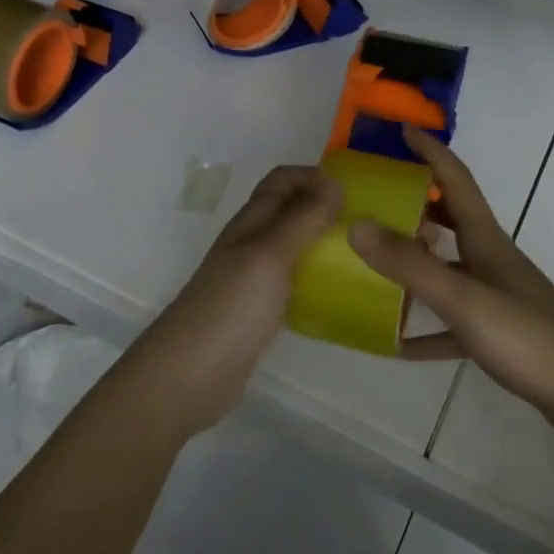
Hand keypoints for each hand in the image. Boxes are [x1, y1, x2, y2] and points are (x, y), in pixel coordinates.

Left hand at [135, 164, 341, 436]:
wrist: (187, 377)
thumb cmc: (230, 307)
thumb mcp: (269, 255)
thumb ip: (301, 219)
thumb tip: (334, 183)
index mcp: (251, 222)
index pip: (282, 180)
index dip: (313, 177)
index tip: (352, 193)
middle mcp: (251, 244)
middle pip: (289, 211)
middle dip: (324, 208)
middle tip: (366, 224)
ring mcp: (253, 279)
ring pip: (293, 246)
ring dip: (323, 243)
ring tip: (362, 256)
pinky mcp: (259, 312)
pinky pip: (293, 282)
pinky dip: (317, 279)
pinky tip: (340, 295)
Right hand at [348, 127, 553, 443]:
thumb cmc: (528, 335)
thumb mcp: (463, 299)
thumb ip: (410, 265)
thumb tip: (356, 224)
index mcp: (484, 239)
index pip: (455, 178)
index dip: (430, 151)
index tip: (402, 129)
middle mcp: (489, 259)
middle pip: (449, 218)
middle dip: (415, 201)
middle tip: (375, 197)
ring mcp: (495, 296)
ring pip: (447, 267)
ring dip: (415, 261)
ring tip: (373, 261)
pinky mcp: (498, 333)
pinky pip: (451, 321)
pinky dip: (425, 327)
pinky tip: (396, 342)